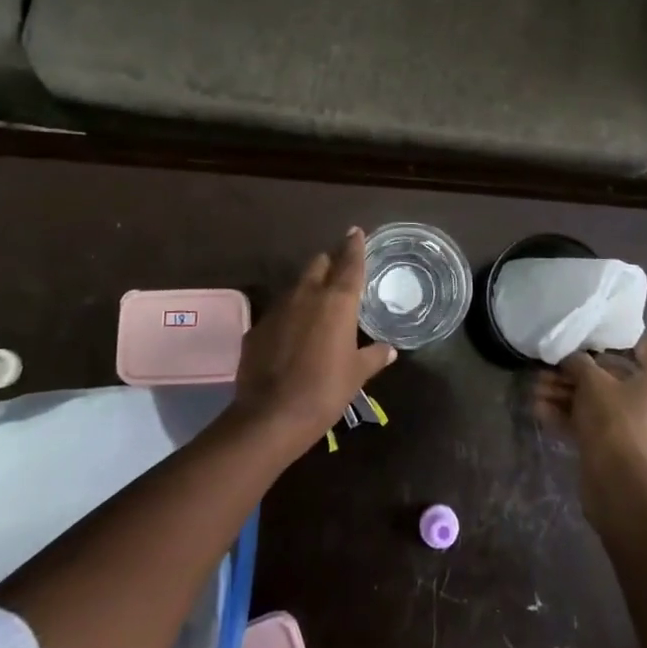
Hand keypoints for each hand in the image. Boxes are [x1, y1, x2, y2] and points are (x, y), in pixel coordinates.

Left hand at [231, 228, 395, 449]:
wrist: (271, 415)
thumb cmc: (325, 391)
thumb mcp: (357, 374)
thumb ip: (374, 356)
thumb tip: (389, 349)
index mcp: (337, 301)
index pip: (350, 263)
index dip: (354, 246)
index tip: (356, 232)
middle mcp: (307, 295)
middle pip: (318, 264)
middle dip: (329, 263)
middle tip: (339, 272)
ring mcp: (278, 309)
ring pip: (296, 286)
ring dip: (308, 289)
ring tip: (317, 305)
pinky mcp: (257, 327)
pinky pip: (278, 312)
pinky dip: (289, 316)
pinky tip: (293, 335)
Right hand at [533, 340, 646, 523]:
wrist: (618, 483)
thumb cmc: (614, 419)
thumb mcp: (591, 381)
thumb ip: (579, 363)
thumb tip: (571, 358)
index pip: (642, 348)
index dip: (613, 339)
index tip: (587, 335)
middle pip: (611, 378)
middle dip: (575, 374)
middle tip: (547, 369)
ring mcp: (637, 427)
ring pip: (598, 402)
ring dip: (566, 395)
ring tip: (535, 389)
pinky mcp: (620, 449)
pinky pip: (594, 424)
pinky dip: (570, 416)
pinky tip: (539, 411)